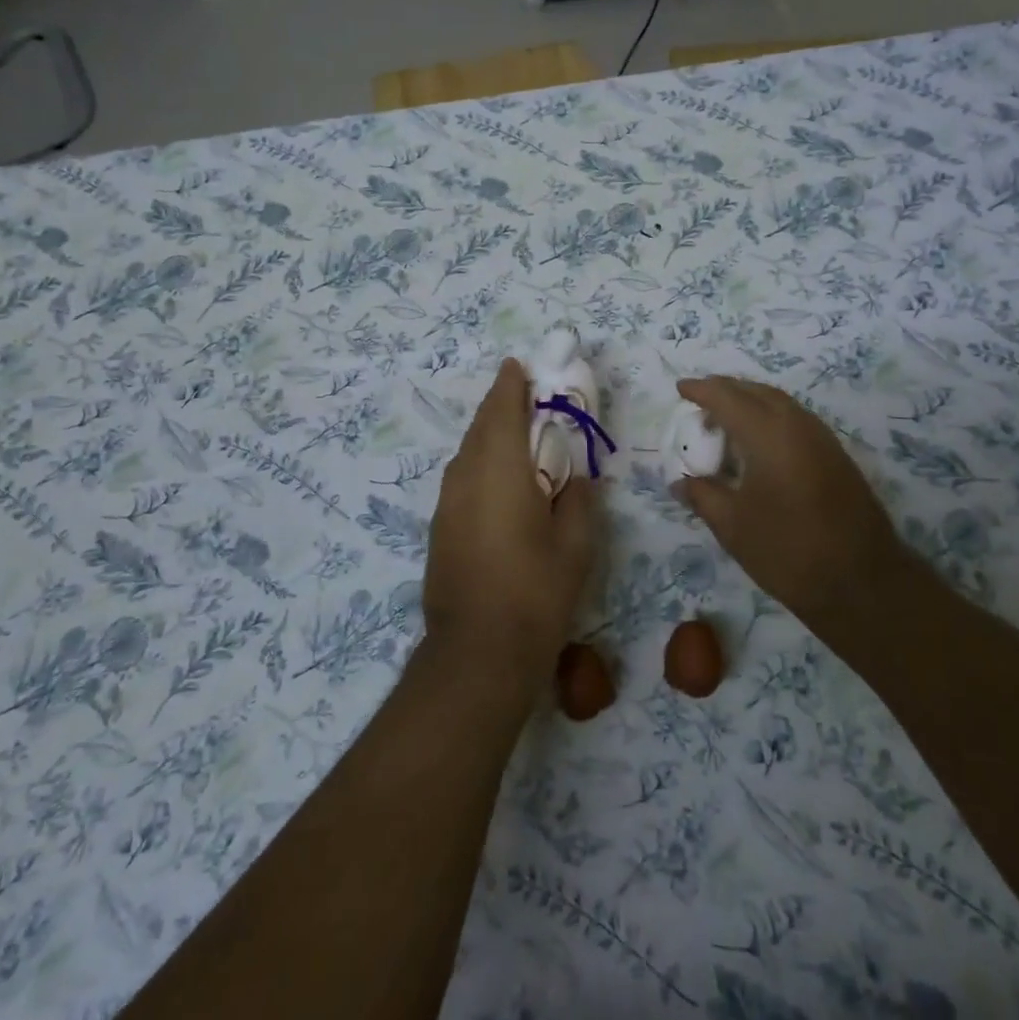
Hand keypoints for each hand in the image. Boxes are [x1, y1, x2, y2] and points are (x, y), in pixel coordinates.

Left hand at [423, 359, 602, 688]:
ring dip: (489, 435)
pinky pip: (462, 478)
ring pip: (467, 452)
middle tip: (528, 398)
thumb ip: (579, 500)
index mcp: (499, 468)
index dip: (511, 383)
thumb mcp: (576, 545)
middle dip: (501, 405)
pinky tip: (500, 483)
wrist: (477, 653)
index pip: (501, 408)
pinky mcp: (439, 527)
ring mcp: (446, 502)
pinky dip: (481, 464)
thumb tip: (576, 479)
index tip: (522, 366)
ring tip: (517, 438)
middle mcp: (465, 475)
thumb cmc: (535, 592)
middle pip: (480, 425)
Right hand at [673, 376, 900, 620]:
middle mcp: (797, 424)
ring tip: (724, 419)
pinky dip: (769, 417)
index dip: (702, 390)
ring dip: (750, 401)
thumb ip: (702, 496)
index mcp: (768, 433)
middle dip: (726, 390)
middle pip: (756, 391)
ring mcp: (822, 438)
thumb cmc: (789, 551)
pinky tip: (757, 442)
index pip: (727, 397)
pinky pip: (795, 419)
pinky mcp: (835, 455)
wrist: (864, 583)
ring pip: (779, 403)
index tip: (681, 388)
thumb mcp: (733, 526)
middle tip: (700, 400)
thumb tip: (679, 482)